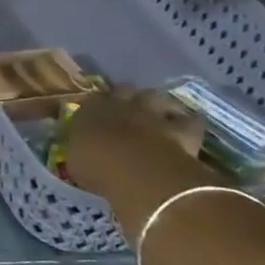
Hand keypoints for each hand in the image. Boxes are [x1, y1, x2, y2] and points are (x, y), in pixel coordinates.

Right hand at [62, 88, 218, 244]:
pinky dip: (189, 122)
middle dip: (125, 97)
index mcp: (91, 110)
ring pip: (156, 97)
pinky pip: (189, 121)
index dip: (94, 107)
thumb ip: (79, 149)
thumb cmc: (98, 167)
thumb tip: (81, 147)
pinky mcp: (182, 129)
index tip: (94, 116)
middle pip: (123, 90)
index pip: (90, 101)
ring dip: (156, 103)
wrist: (140, 173)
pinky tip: (188, 127)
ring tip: (156, 112)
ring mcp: (153, 114)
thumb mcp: (74, 162)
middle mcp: (122, 105)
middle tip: (125, 109)